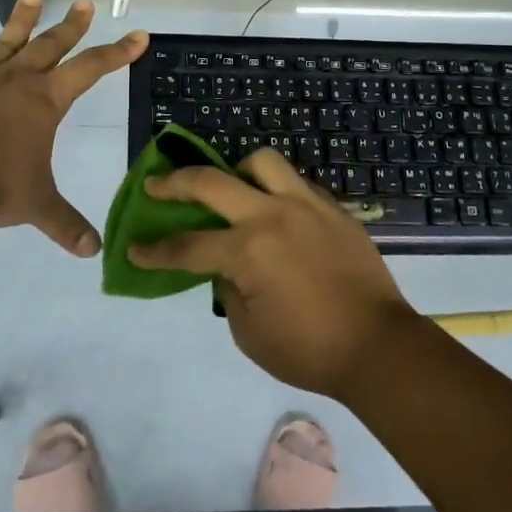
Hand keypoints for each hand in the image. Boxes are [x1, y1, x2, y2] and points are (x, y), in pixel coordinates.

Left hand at [0, 0, 145, 256]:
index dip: (118, 52)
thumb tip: (95, 251)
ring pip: (5, 42)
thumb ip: (66, 224)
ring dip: (21, 20)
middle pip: (50, 45)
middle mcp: (17, 81)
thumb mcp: (38, 205)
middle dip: (71, 25)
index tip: (138, 34)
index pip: (92, 69)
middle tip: (84, 4)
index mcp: (46, 101)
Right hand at [128, 149, 418, 396]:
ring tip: (230, 187)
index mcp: (248, 250)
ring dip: (236, 170)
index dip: (155, 250)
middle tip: (155, 185)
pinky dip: (276, 190)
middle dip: (174, 183)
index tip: (133, 248)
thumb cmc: (308, 349)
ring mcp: (307, 205)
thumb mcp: (249, 332)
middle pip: (212, 182)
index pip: (187, 245)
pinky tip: (274, 211)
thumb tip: (227, 267)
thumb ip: (228, 290)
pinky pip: (296, 183)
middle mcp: (272, 215)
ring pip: (262, 162)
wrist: (378, 346)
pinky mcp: (333, 209)